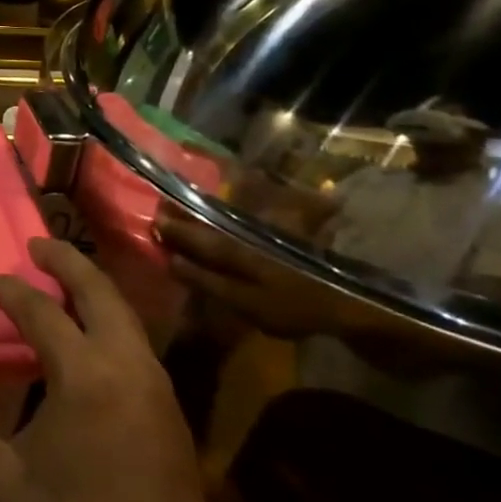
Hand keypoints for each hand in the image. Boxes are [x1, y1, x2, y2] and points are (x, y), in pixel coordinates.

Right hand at [0, 238, 236, 501]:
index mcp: (87, 375)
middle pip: (100, 291)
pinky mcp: (173, 410)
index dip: (11, 291)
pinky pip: (137, 342)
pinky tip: (91, 340)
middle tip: (36, 244)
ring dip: (93, 289)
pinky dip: (110, 320)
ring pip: (126, 314)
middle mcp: (129, 366)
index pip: (43, 311)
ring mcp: (159, 387)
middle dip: (67, 262)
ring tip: (62, 281)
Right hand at [158, 211, 352, 340]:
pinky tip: (232, 196)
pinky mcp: (281, 229)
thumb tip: (171, 261)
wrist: (350, 299)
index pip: (191, 233)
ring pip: (227, 207)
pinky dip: (235, 199)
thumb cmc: (294, 306)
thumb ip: (206, 281)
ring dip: (206, 200)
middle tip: (164, 203)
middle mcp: (242, 229)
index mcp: (229, 247)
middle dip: (184, 208)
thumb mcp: (245, 303)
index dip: (170, 227)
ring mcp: (263, 226)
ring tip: (189, 195)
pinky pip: (249, 207)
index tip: (151, 218)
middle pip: (206, 214)